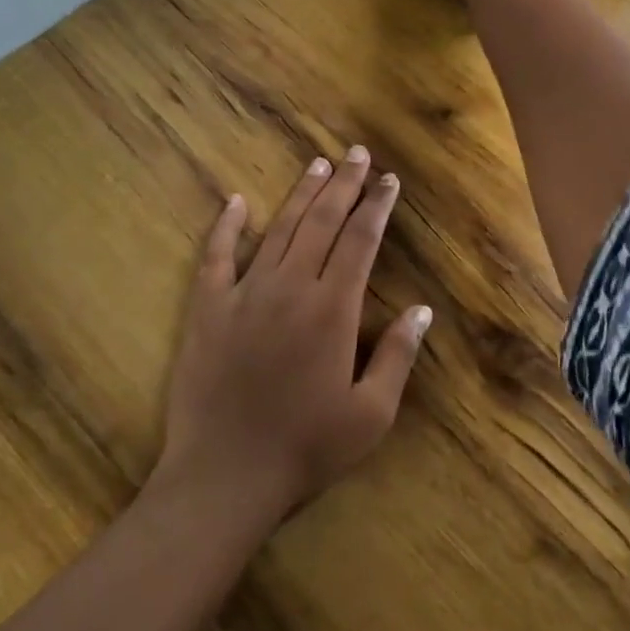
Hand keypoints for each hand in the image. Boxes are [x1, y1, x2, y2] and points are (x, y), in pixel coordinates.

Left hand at [156, 146, 432, 524]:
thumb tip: (422, 310)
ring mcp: (244, 295)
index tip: (389, 180)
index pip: (361, 242)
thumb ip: (397, 356)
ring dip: (301, 195)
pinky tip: (235, 202)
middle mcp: (290, 288)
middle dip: (345, 186)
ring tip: (318, 165)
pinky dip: (226, 227)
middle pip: (323, 224)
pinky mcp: (207, 310)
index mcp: (333, 310)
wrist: (225, 475)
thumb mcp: (370, 414)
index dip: (377, 206)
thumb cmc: (306, 449)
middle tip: (358, 155)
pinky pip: (216, 257)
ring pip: (279, 230)